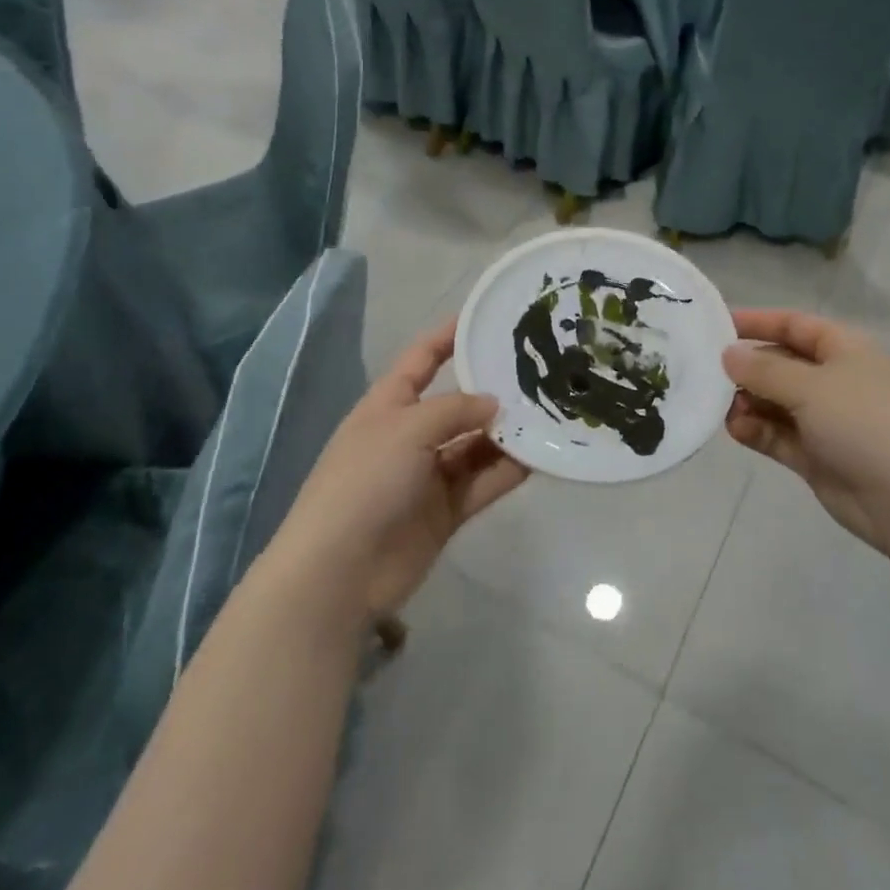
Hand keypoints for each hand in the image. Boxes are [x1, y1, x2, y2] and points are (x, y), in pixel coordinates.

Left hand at [271, 319, 527, 620]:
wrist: (339, 571)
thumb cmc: (365, 481)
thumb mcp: (407, 428)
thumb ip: (456, 409)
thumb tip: (494, 405)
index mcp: (388, 404)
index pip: (422, 358)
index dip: (449, 335)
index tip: (486, 317)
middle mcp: (410, 434)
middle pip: (457, 403)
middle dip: (492, 389)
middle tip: (539, 371)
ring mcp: (428, 474)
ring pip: (476, 444)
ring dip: (507, 433)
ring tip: (550, 413)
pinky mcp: (446, 511)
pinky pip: (484, 481)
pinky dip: (509, 470)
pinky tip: (542, 456)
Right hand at [723, 309, 889, 552]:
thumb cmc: (863, 423)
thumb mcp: (810, 386)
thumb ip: (763, 369)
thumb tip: (728, 355)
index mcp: (845, 350)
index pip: (794, 325)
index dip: (757, 321)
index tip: (716, 325)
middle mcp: (835, 380)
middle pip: (781, 363)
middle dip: (747, 368)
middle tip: (708, 373)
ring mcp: (826, 419)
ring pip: (776, 402)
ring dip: (749, 402)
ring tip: (723, 408)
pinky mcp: (817, 455)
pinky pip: (778, 434)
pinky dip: (757, 430)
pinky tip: (736, 430)